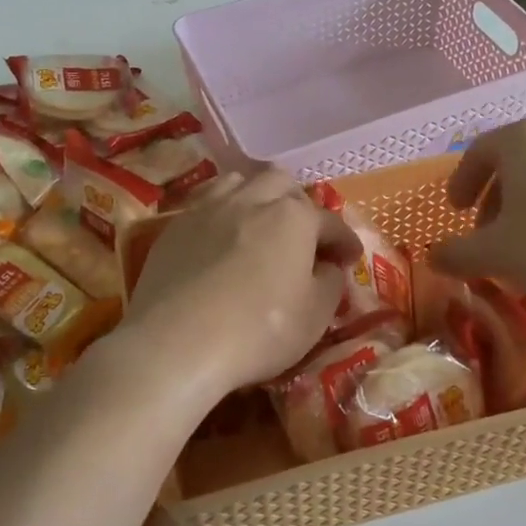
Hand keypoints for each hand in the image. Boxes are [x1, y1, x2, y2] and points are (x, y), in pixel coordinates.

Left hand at [123, 168, 359, 399]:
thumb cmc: (258, 330)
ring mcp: (208, 208)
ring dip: (258, 198)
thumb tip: (329, 268)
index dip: (345, 241)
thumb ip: (331, 283)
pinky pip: (206, 204)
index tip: (351, 258)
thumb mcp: (315, 315)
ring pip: (239, 183)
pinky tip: (221, 239)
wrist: (176, 343)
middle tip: (304, 237)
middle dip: (300, 205)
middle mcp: (252, 199)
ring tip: (260, 224)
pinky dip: (223, 214)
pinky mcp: (174, 227)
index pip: (330, 222)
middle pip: (282, 185)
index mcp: (293, 217)